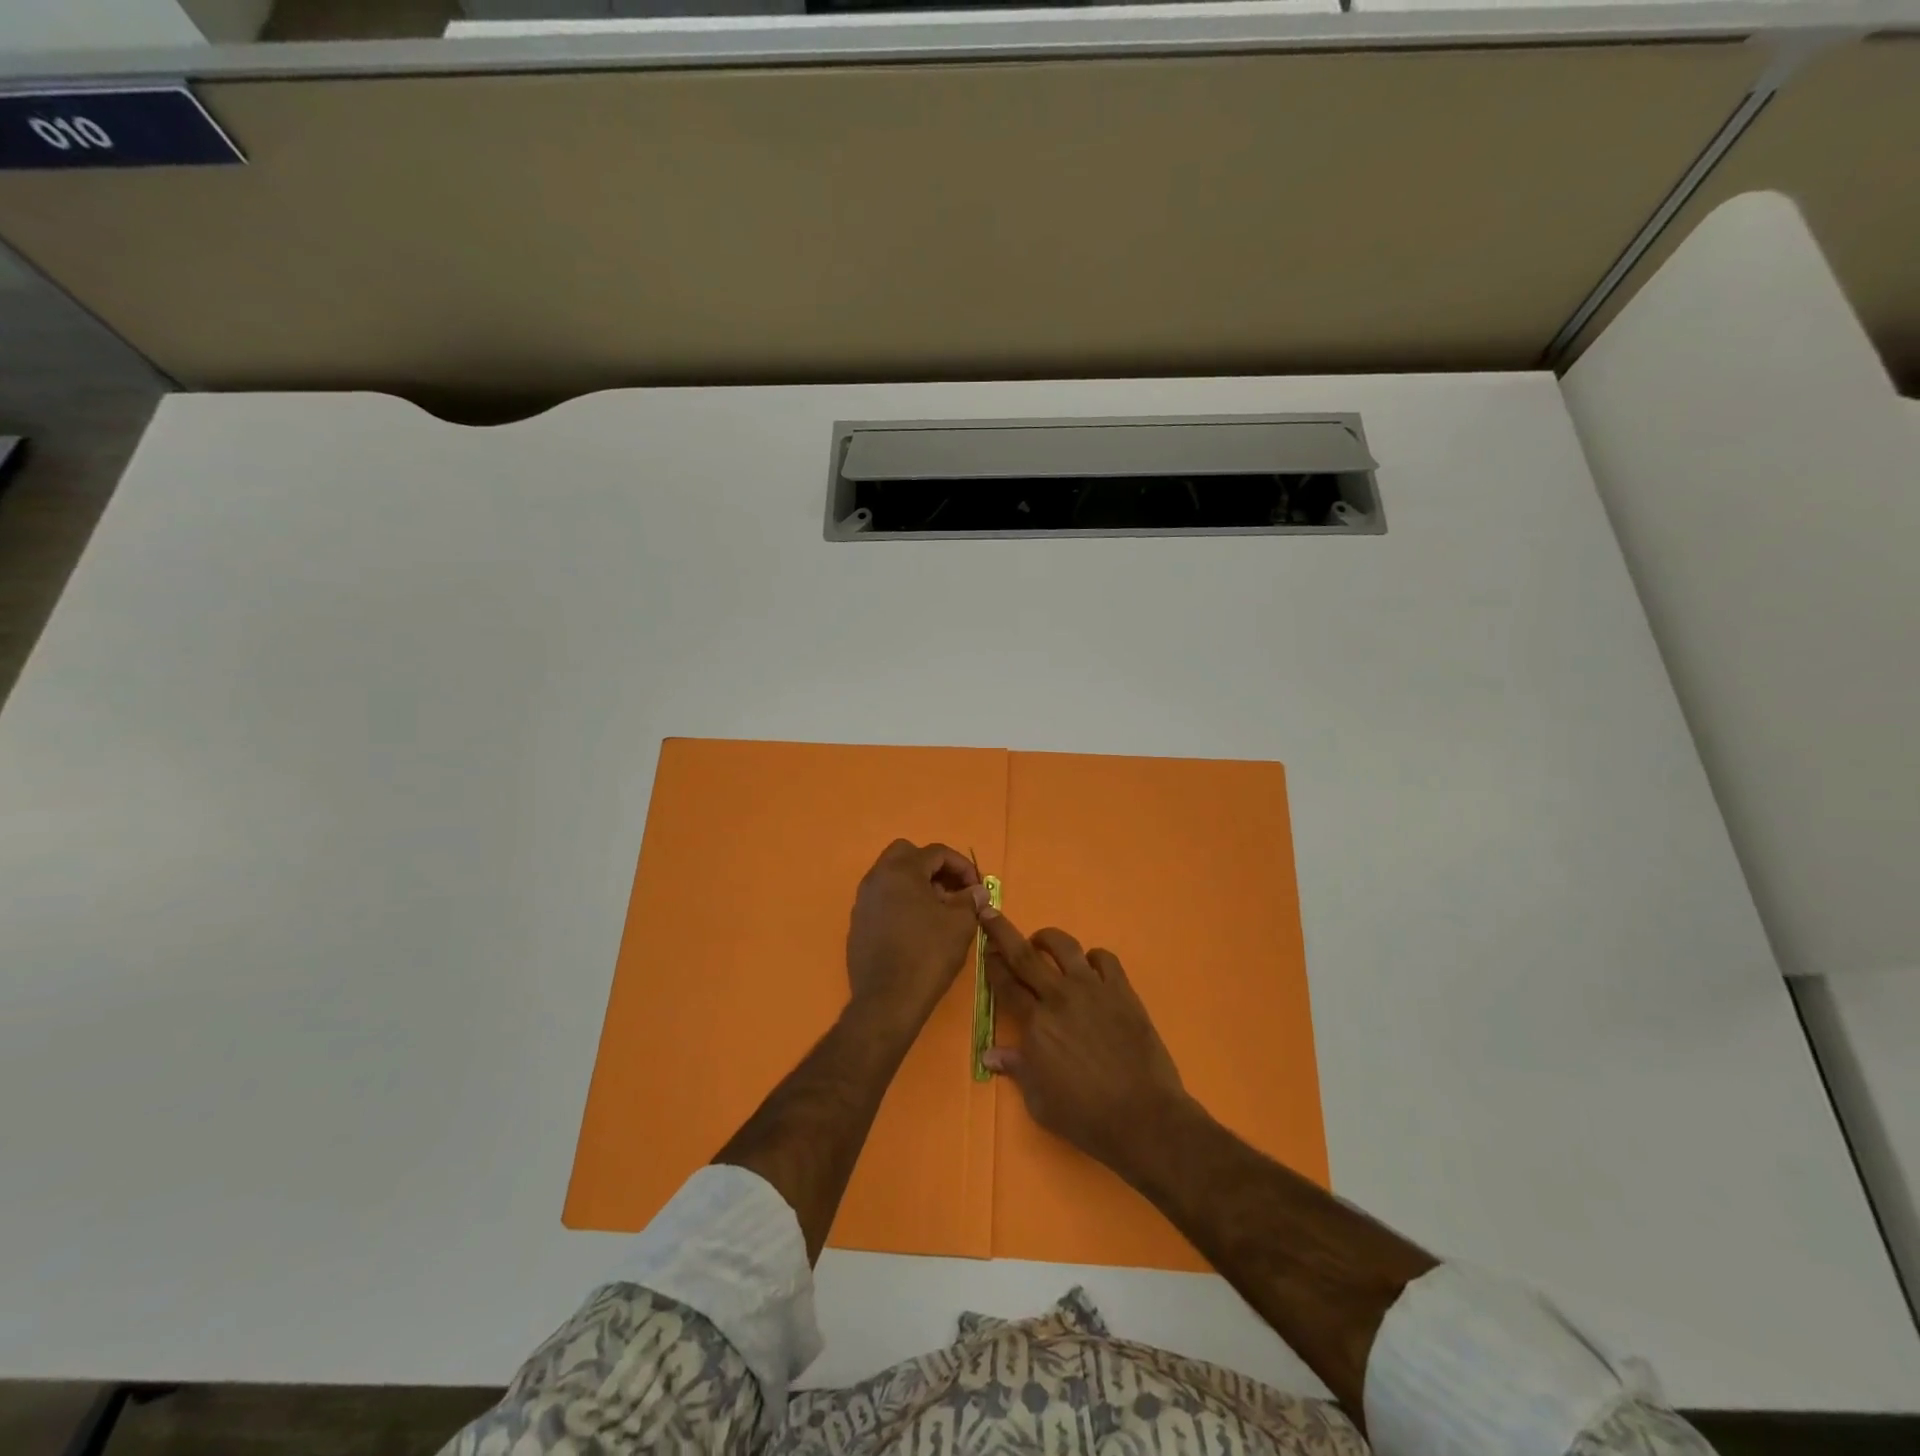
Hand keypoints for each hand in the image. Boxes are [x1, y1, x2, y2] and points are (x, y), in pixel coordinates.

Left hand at [845, 839, 985, 1030]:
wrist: (887, 1001)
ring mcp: (863, 901)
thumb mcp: (959, 924)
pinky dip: (902, 903)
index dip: (962, 866)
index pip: (936, 852)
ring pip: (892, 877)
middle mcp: (876, 878)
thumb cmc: (927, 955)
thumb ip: (970, 900)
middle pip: (907, 855)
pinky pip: (883, 900)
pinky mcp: (858, 924)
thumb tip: (976, 891)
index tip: (977, 888)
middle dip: (933, 868)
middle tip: (952, 891)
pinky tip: (917, 929)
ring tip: (938, 912)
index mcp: (901, 870)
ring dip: (917, 885)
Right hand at [980, 910, 1189, 1181]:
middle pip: (1024, 955)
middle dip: (1002, 931)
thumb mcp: (1039, 1101)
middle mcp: (1059, 997)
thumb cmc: (1085, 1117)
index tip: (986, 952)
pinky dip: (1093, 958)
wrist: (1143, 1117)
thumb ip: (1017, 1069)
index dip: (992, 965)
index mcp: (1035, 1024)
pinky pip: (1105, 959)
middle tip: (990, 912)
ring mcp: (1093, 990)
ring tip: (1041, 941)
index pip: (1005, 984)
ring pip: (1065, 947)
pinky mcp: (1122, 991)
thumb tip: (990, 1054)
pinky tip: (1090, 968)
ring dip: (1047, 938)